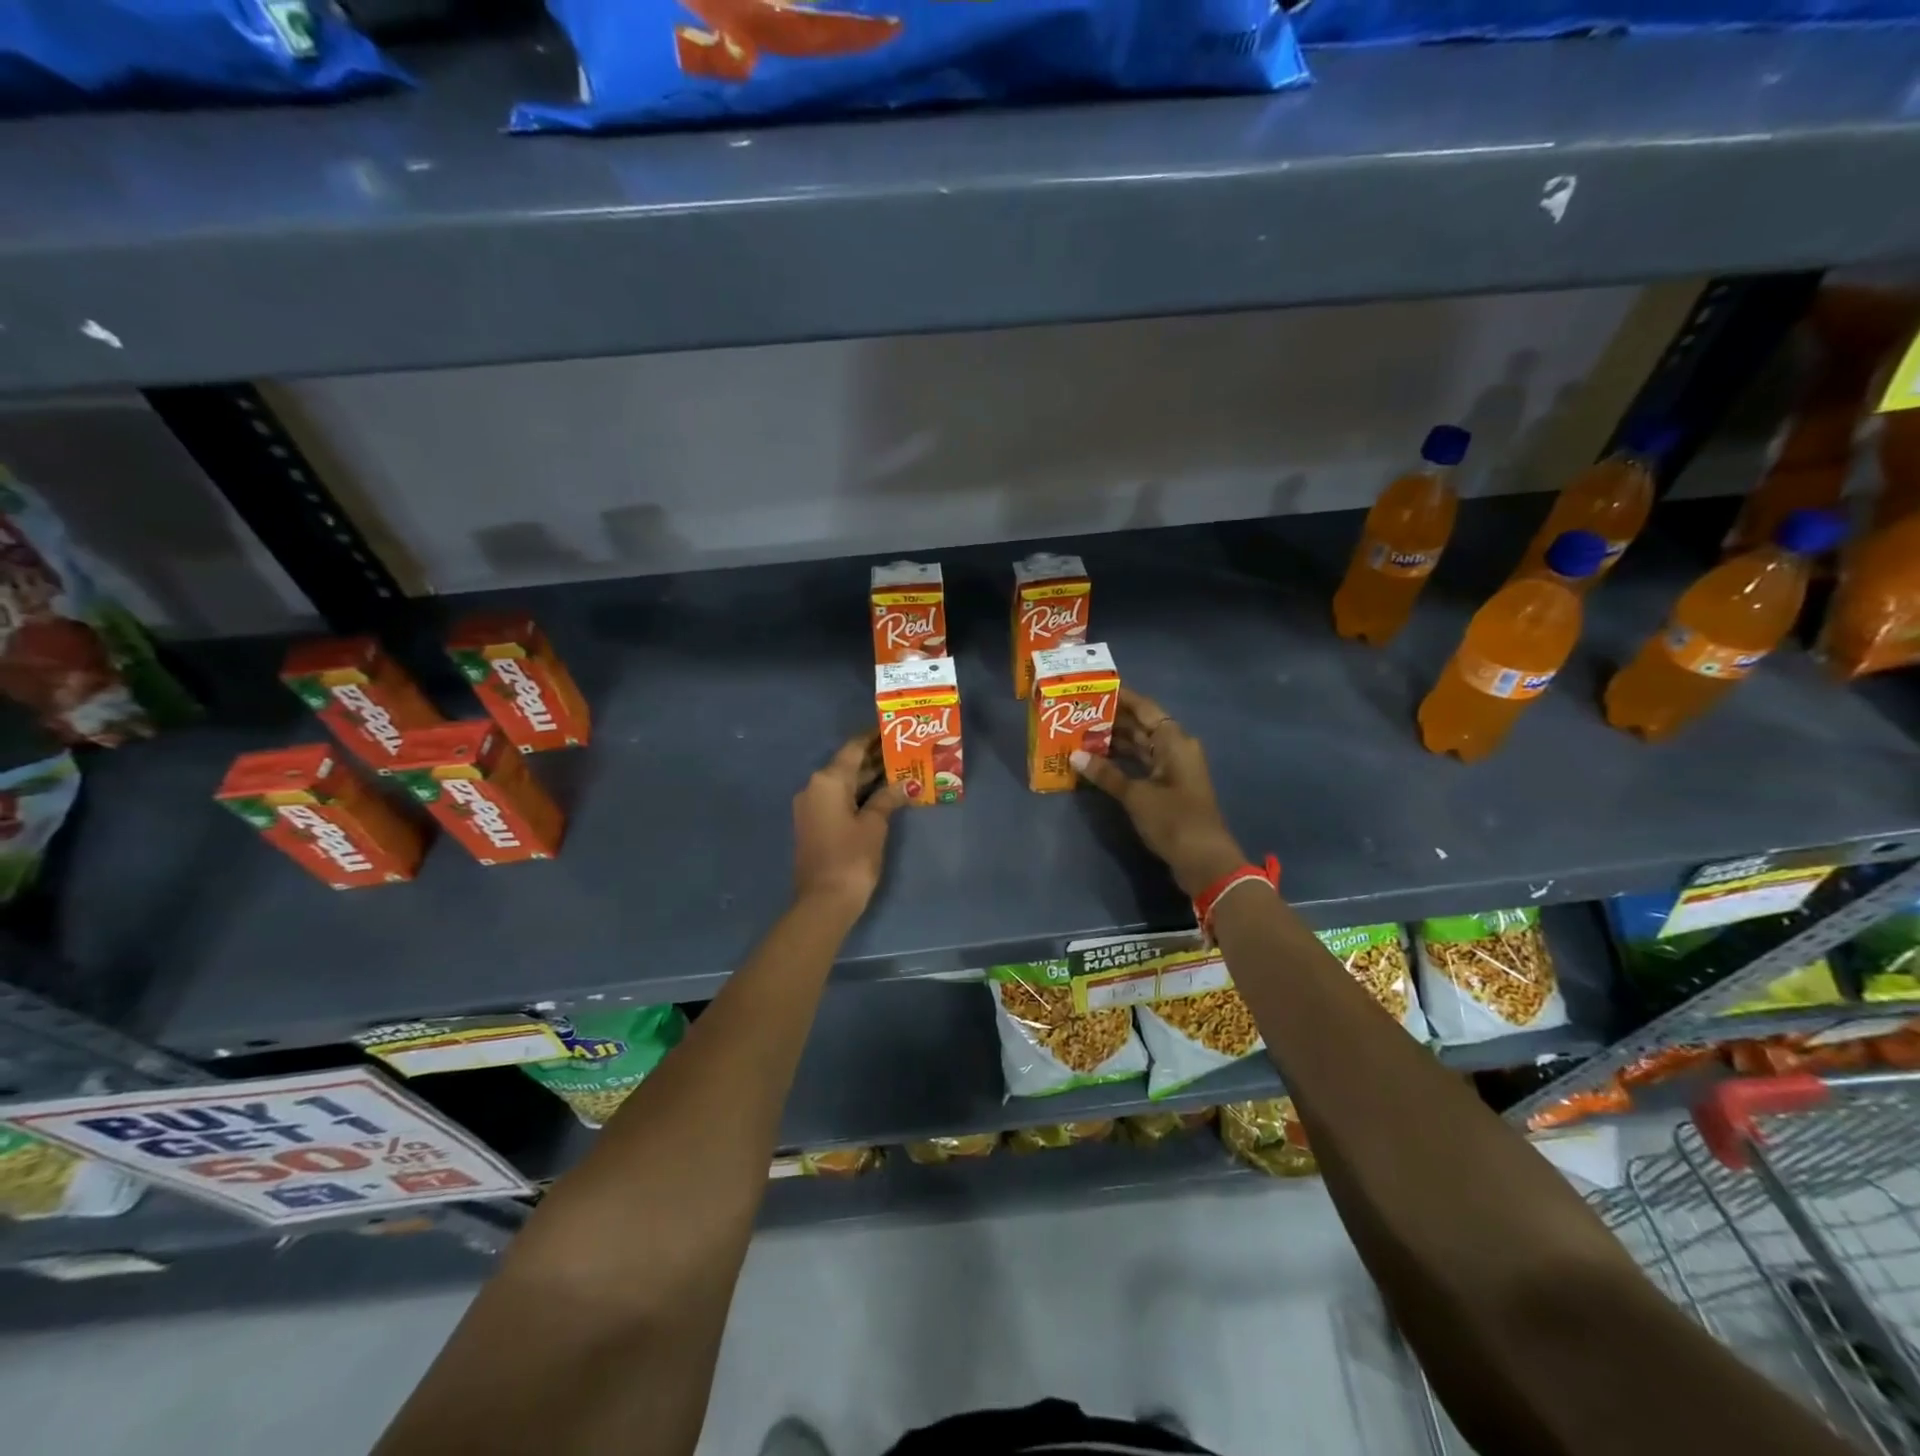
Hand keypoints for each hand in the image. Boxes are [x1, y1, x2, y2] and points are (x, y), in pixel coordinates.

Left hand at [792, 734, 905, 914]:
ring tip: (899, 768)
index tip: (892, 727)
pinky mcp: (814, 824)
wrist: (823, 901)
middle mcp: (814, 787)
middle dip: (874, 757)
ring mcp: (811, 807)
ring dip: (868, 777)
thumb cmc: (851, 858)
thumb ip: (887, 798)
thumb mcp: (874, 825)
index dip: (872, 736)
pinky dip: (858, 794)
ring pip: (843, 783)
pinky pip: (838, 799)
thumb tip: (902, 785)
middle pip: (847, 764)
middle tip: (903, 749)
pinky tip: (881, 795)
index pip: (853, 748)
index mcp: (828, 780)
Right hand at [1071, 688, 1245, 896]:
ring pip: (1141, 746)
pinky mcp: (1169, 788)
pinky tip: (1098, 761)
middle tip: (1078, 713)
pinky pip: (1142, 764)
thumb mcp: (1136, 796)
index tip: (1094, 688)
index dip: (1121, 697)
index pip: (1144, 708)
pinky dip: (1123, 761)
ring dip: (1115, 741)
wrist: (1205, 861)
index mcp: (1174, 741)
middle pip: (1142, 725)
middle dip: (1112, 720)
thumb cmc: (1173, 820)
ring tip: (1081, 734)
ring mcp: (1174, 769)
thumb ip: (1105, 774)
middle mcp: (1176, 748)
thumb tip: (1075, 755)